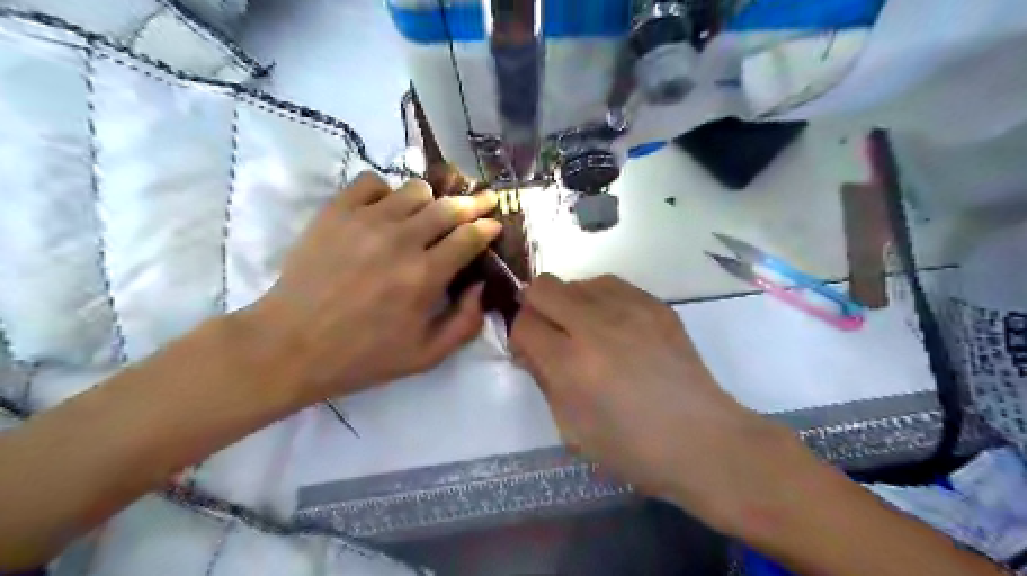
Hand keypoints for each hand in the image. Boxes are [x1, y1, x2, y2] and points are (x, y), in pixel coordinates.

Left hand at [240, 170, 497, 404]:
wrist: (290, 345)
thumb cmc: (362, 356)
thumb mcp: (426, 356)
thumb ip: (465, 323)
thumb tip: (482, 286)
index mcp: (425, 276)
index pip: (469, 237)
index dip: (488, 227)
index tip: (494, 224)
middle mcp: (401, 241)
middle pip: (449, 207)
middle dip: (474, 203)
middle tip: (484, 201)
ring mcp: (366, 221)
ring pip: (415, 190)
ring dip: (431, 200)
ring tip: (430, 213)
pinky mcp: (335, 212)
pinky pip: (372, 182)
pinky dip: (387, 191)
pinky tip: (386, 210)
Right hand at [514, 275, 800, 536]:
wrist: (702, 440)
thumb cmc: (632, 448)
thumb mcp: (571, 428)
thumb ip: (543, 379)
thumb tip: (529, 346)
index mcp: (572, 365)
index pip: (523, 324)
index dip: (520, 337)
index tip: (530, 352)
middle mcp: (596, 326)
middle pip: (543, 287)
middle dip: (536, 308)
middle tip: (551, 333)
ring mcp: (630, 309)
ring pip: (576, 281)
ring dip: (569, 302)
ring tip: (585, 329)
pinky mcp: (656, 304)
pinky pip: (610, 284)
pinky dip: (599, 300)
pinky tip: (613, 325)